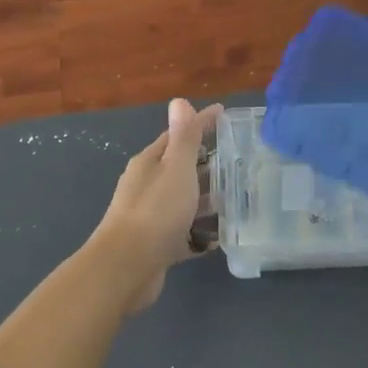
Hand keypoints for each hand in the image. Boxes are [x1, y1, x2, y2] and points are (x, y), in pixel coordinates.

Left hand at [90, 98, 222, 310]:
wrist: (127, 267)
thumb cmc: (155, 212)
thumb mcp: (175, 168)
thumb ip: (182, 138)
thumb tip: (179, 101)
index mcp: (149, 164)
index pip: (177, 136)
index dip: (200, 123)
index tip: (224, 115)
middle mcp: (147, 187)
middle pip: (180, 169)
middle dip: (207, 164)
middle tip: (240, 162)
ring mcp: (150, 217)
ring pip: (183, 202)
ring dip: (206, 199)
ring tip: (237, 199)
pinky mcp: (157, 245)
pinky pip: (184, 233)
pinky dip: (200, 232)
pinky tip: (220, 237)